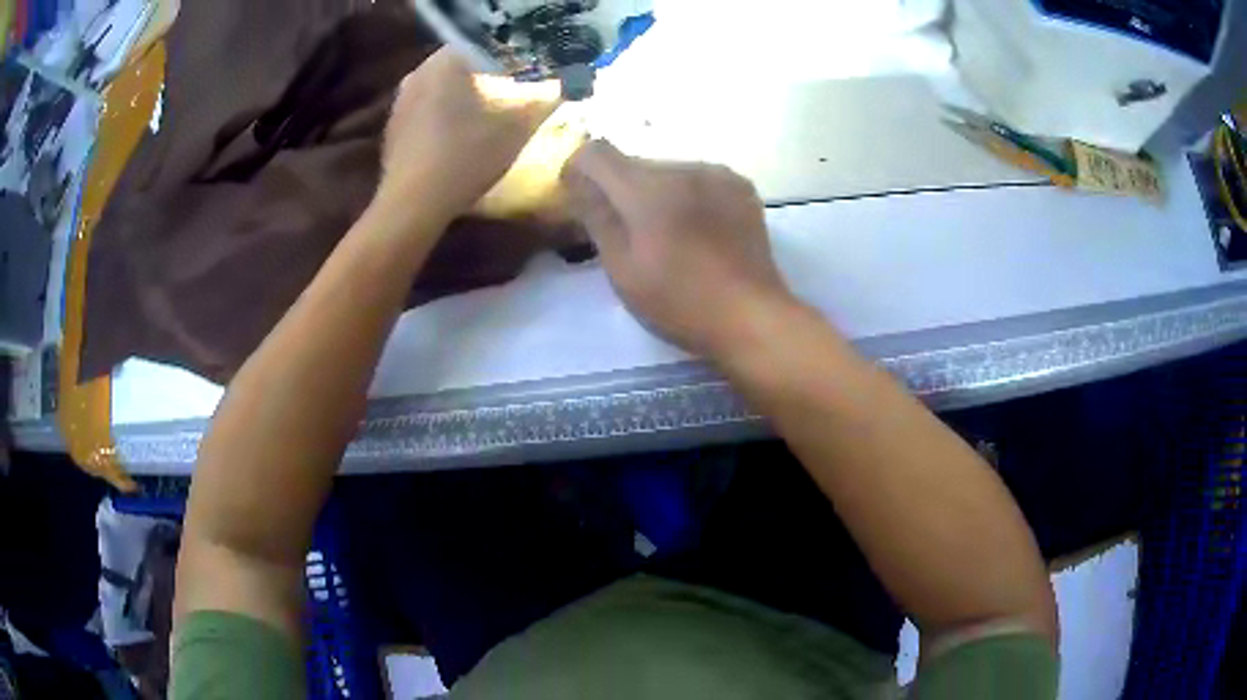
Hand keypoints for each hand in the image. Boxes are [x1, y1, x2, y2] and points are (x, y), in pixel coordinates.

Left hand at [374, 49, 560, 226]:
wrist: (414, 204)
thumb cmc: (467, 155)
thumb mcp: (518, 127)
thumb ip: (545, 99)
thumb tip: (565, 87)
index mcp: (446, 61)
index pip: (484, 45)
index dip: (509, 59)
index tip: (526, 77)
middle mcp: (417, 73)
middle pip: (462, 67)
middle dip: (487, 80)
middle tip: (511, 98)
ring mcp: (399, 102)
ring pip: (441, 90)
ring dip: (463, 101)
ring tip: (486, 122)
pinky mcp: (392, 130)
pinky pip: (424, 113)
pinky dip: (442, 120)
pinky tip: (457, 142)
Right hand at [562, 140, 796, 358]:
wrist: (751, 316)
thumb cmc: (678, 302)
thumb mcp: (622, 268)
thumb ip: (596, 216)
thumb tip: (576, 179)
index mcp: (647, 189)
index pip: (595, 152)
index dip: (580, 172)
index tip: (584, 202)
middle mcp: (681, 167)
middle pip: (633, 164)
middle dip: (622, 190)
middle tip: (631, 235)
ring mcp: (716, 174)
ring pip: (668, 171)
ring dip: (658, 194)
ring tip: (671, 237)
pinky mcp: (740, 186)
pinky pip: (699, 178)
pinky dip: (689, 196)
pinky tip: (701, 231)